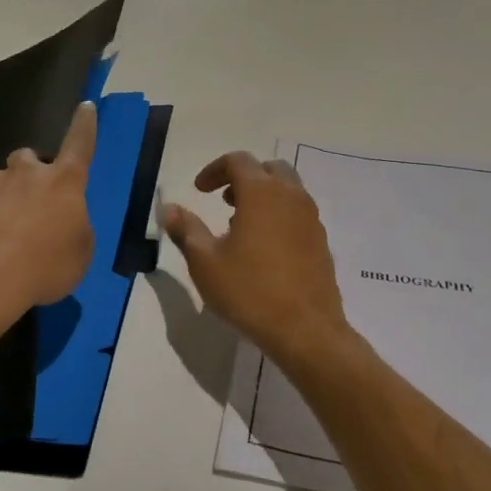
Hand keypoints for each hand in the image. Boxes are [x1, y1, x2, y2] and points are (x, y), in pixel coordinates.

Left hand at [0, 102, 96, 324]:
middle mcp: (25, 173)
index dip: (84, 126)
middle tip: (32, 207)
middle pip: (30, 160)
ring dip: (3, 200)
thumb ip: (74, 228)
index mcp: (63, 182)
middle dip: (31, 176)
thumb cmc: (43, 268)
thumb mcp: (79, 254)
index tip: (85, 106)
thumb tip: (62, 221)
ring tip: (2, 236)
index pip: (80, 144)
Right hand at [162, 152, 351, 362]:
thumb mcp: (205, 262)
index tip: (198, 191)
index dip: (214, 170)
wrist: (305, 329)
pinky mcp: (321, 241)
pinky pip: (298, 213)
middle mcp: (291, 196)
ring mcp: (311, 218)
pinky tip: (264, 249)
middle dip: (243, 178)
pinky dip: (279, 215)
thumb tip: (169, 208)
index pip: (238, 161)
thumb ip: (186, 230)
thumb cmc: (249, 291)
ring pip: (287, 190)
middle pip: (268, 169)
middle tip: (223, 201)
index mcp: (261, 192)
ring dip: (263, 196)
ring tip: (240, 227)